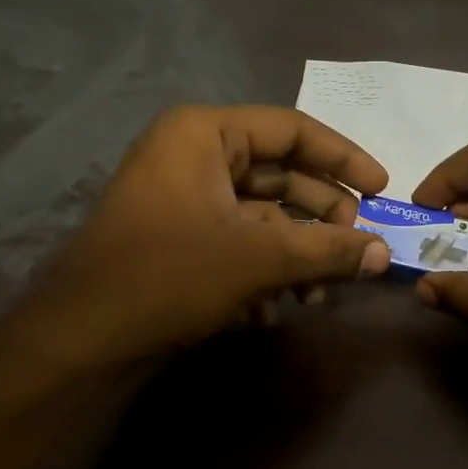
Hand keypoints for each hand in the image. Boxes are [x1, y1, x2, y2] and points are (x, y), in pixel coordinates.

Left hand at [17, 105, 390, 368]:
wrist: (83, 338)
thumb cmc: (169, 276)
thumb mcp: (259, 259)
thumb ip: (327, 251)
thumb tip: (385, 255)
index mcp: (205, 135)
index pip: (292, 130)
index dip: (344, 159)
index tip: (383, 190)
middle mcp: (193, 156)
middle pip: (281, 174)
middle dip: (322, 216)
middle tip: (357, 247)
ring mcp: (184, 199)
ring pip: (263, 215)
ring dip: (297, 252)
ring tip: (320, 292)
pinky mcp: (180, 240)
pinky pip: (239, 241)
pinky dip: (266, 269)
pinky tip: (280, 307)